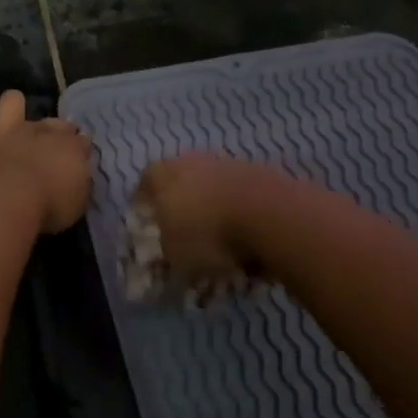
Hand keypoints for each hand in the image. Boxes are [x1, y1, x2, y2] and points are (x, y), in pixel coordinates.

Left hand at [0, 91, 91, 234]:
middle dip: (55, 127)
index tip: (80, 155)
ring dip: (12, 105)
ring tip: (11, 117)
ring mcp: (6, 133)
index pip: (81, 140)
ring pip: (12, 101)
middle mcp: (39, 133)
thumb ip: (78, 182)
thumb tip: (77, 172)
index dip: (81, 146)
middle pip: (52, 121)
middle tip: (51, 144)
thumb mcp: (78, 201)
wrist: (6, 201)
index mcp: (69, 147)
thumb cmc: (50, 206)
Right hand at [134, 152, 284, 285]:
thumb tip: (167, 248)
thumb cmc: (209, 234)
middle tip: (182, 222)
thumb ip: (167, 249)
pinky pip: (243, 192)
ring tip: (219, 232)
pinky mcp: (263, 173)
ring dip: (214, 202)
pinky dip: (241, 209)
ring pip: (214, 181)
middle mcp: (195, 161)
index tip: (147, 214)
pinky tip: (247, 231)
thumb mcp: (176, 255)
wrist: (272, 216)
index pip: (147, 178)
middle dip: (181, 197)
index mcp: (165, 175)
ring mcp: (230, 164)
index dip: (145, 196)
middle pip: (182, 175)